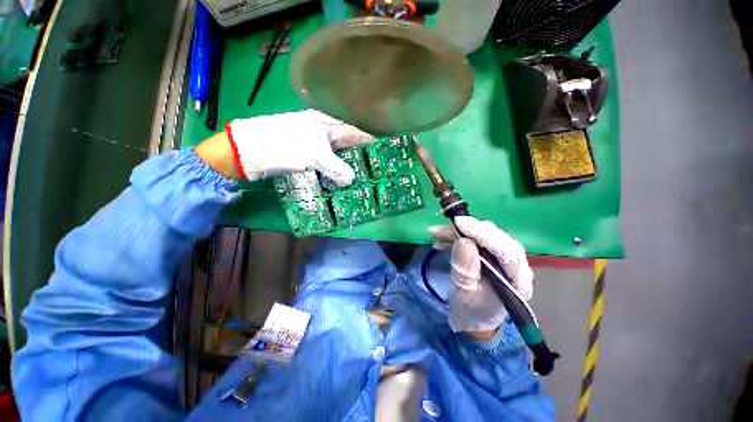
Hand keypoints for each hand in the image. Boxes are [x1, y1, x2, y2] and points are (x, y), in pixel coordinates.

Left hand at [219, 110, 372, 184]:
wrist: (249, 150)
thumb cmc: (282, 145)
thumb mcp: (313, 155)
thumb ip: (336, 168)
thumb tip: (352, 180)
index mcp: (329, 125)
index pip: (358, 132)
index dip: (373, 142)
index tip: (387, 153)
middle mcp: (326, 133)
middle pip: (351, 145)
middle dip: (364, 157)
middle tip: (377, 172)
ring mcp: (317, 146)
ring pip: (341, 156)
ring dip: (351, 167)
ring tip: (364, 180)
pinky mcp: (310, 157)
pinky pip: (330, 165)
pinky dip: (337, 173)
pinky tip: (343, 183)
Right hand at [428, 216, 533, 335]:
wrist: (474, 319)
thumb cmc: (471, 312)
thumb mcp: (464, 294)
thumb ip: (465, 269)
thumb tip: (463, 241)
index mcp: (517, 281)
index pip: (506, 251)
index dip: (482, 235)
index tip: (459, 223)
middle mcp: (518, 266)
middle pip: (497, 238)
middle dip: (468, 229)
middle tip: (442, 228)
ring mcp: (506, 259)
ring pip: (486, 235)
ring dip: (459, 231)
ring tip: (436, 234)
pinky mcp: (493, 254)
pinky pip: (477, 239)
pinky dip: (458, 236)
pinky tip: (442, 239)